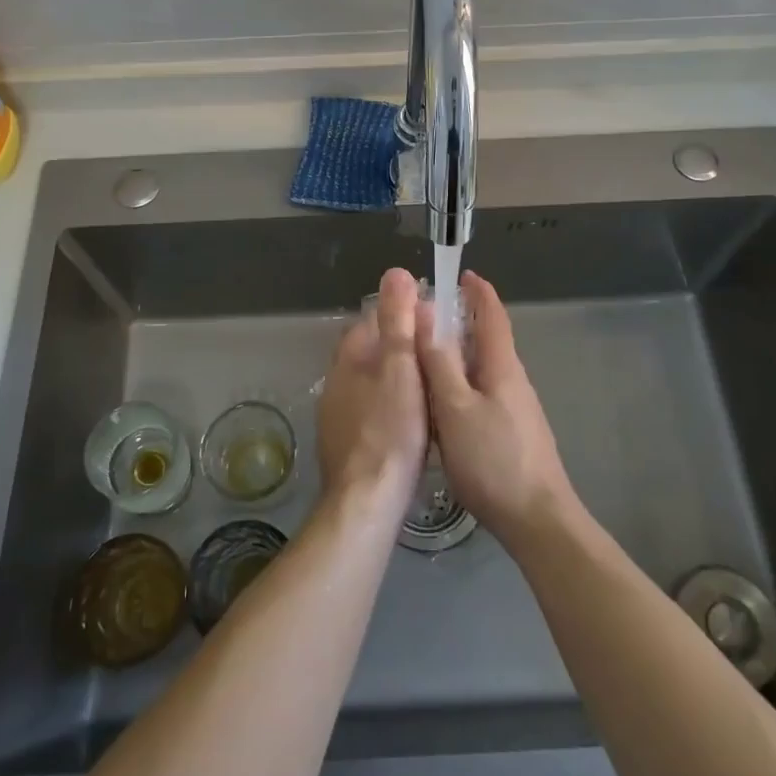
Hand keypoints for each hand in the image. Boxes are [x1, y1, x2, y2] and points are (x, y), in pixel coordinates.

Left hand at [318, 268, 429, 509]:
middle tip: (439, 355)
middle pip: (372, 353)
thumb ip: (398, 322)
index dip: (402, 315)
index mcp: (347, 360)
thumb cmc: (390, 430)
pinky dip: (392, 408)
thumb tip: (396, 272)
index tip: (433, 320)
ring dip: (397, 379)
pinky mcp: (346, 446)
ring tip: (432, 387)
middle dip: (401, 348)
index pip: (371, 321)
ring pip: (372, 384)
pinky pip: (372, 412)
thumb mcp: (400, 369)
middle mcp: (336, 383)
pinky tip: (413, 423)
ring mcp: (337, 417)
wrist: (366, 503)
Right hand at [419, 271, 577, 545]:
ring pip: (483, 368)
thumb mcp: (455, 408)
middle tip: (425, 317)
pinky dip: (462, 381)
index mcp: (502, 366)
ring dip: (459, 353)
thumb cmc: (493, 459)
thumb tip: (427, 313)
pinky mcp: (512, 432)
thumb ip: (439, 362)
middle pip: (488, 339)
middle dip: (461, 321)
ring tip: (424, 356)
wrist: (537, 520)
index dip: (478, 291)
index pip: (492, 315)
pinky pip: (483, 391)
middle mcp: (513, 379)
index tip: (461, 273)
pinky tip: (442, 401)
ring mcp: (516, 407)